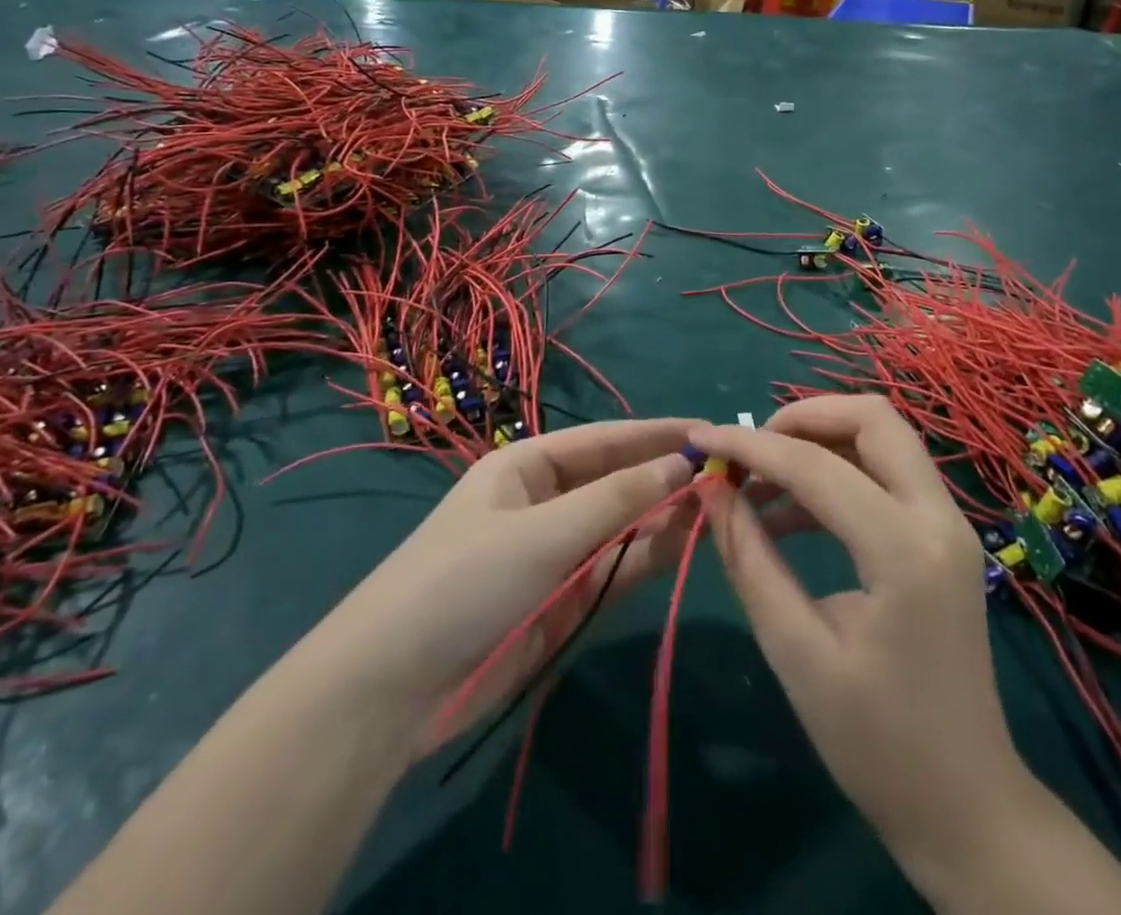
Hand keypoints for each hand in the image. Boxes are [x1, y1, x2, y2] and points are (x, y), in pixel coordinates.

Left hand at [318, 418, 704, 760]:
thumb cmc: (464, 580)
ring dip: (664, 515)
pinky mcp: (564, 599)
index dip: (655, 435)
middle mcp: (546, 501)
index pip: (604, 440)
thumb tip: (681, 465)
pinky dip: (648, 555)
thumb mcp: (543, 532)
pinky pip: (615, 567)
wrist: (394, 688)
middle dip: (665, 476)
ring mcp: (557, 552)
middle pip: (617, 481)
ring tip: (719, 504)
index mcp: (528, 465)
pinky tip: (685, 542)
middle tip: (726, 473)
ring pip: (622, 525)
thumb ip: (616, 501)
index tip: (707, 432)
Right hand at [688, 397, 1017, 907]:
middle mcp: (938, 518)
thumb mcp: (796, 650)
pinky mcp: (942, 537)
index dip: (749, 446)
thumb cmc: (876, 743)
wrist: (967, 808)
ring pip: (882, 438)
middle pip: (872, 418)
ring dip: (818, 442)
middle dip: (801, 419)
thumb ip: (749, 557)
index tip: (700, 439)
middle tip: (749, 452)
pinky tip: (788, 515)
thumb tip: (711, 487)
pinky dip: (837, 472)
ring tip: (759, 483)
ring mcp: (948, 523)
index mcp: (904, 550)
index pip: (816, 466)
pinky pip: (886, 473)